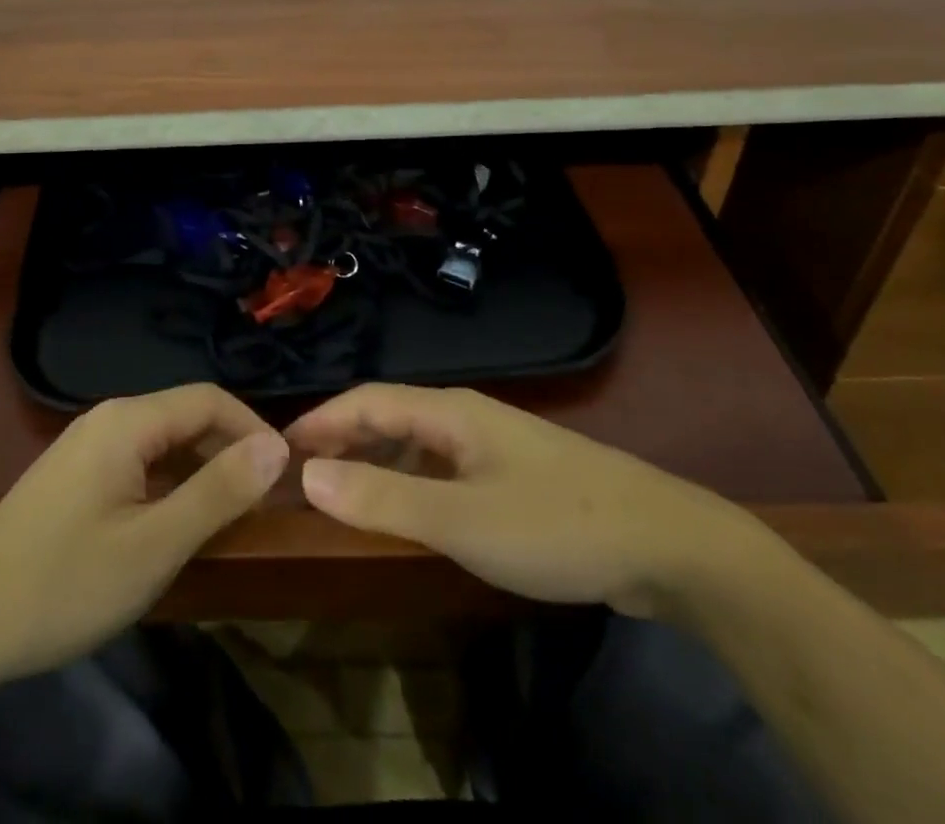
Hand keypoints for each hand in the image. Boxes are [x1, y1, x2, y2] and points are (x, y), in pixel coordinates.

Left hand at [0, 384, 288, 690]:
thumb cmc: (65, 585)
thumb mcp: (154, 546)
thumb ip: (219, 491)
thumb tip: (278, 446)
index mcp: (128, 420)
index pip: (211, 399)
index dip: (254, 429)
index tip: (286, 474)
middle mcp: (107, 418)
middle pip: (186, 416)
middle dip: (229, 450)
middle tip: (262, 503)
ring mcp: (85, 445)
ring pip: (162, 441)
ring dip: (201, 469)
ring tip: (228, 516)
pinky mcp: (72, 474)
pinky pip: (137, 462)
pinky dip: (169, 483)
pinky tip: (174, 523)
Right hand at [286, 383, 758, 615]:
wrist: (666, 544)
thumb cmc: (555, 525)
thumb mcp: (461, 520)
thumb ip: (383, 497)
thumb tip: (309, 475)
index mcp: (450, 410)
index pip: (367, 400)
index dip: (320, 420)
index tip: (279, 447)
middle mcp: (467, 416)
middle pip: (390, 414)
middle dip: (343, 438)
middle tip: (302, 475)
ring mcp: (494, 445)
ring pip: (418, 441)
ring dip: (375, 459)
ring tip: (342, 491)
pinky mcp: (515, 476)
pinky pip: (444, 466)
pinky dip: (410, 480)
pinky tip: (409, 510)